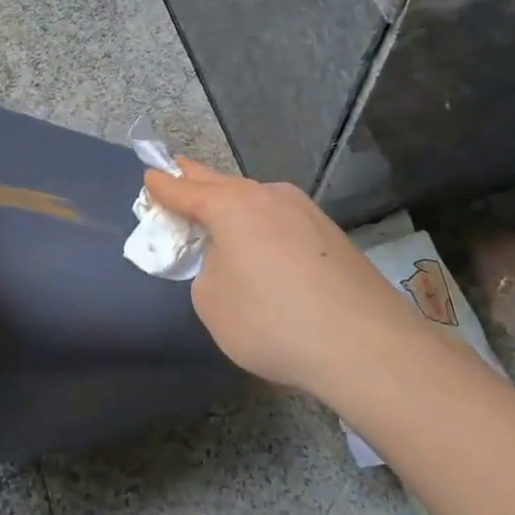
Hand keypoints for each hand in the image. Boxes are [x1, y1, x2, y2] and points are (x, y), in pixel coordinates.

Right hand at [145, 159, 428, 401]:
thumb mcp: (212, 302)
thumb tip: (229, 262)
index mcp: (232, 206)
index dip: (163, 186)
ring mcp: (307, 212)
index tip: (149, 176)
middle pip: (223, 184)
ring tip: (221, 209)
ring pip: (257, 201)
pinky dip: (264, 226)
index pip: (185, 190)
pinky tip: (266, 245)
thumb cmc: (272, 320)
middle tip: (179, 169)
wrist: (365, 345)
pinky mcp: (332, 236)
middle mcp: (269, 197)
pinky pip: (283, 222)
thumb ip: (207, 271)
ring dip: (235, 204)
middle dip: (197, 179)